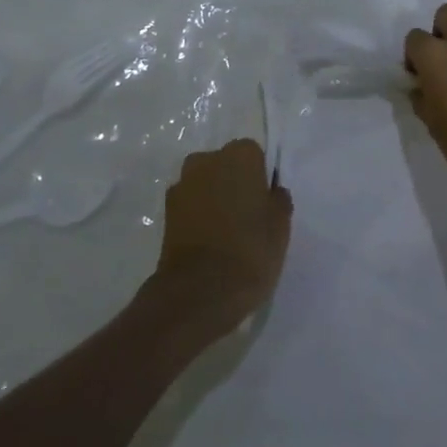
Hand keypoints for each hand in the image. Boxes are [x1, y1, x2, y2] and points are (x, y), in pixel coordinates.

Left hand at [149, 139, 292, 336]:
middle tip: (247, 216)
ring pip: (205, 185)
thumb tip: (271, 193)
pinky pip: (190, 205)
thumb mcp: (281, 225)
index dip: (260, 178)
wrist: (199, 291)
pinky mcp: (165, 212)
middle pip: (225, 166)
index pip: (254, 155)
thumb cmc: (250, 250)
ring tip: (227, 232)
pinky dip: (198, 216)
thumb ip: (277, 200)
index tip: (264, 202)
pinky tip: (208, 242)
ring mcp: (182, 185)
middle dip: (234, 183)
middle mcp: (207, 160)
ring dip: (214, 199)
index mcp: (240, 154)